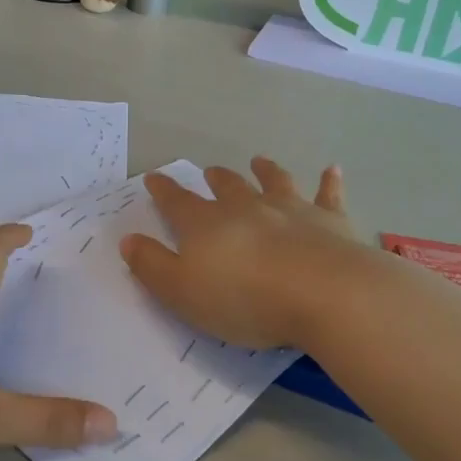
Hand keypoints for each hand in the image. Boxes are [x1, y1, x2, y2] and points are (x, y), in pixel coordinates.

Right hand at [120, 158, 371, 349]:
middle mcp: (247, 207)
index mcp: (207, 225)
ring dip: (265, 171)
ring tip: (259, 161)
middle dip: (216, 178)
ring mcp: (291, 209)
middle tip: (210, 172)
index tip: (153, 178)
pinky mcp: (329, 220)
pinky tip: (331, 169)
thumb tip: (129, 239)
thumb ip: (152, 266)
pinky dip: (328, 181)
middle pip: (227, 187)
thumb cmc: (244, 299)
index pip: (177, 202)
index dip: (163, 190)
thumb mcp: (182, 292)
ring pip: (274, 182)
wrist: (323, 294)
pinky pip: (328, 194)